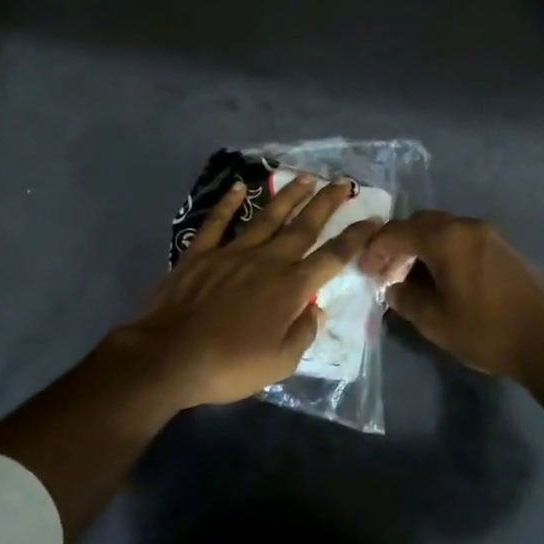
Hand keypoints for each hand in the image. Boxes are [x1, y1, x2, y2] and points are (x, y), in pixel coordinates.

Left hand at [104, 175, 381, 409]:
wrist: (170, 356)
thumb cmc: (229, 365)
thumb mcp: (280, 363)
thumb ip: (303, 333)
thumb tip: (315, 309)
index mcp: (290, 288)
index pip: (332, 257)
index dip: (355, 238)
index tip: (373, 220)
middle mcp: (267, 261)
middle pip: (303, 226)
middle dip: (326, 204)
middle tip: (343, 183)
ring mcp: (232, 253)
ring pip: (266, 217)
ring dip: (288, 196)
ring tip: (305, 178)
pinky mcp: (200, 253)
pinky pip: (217, 222)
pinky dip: (228, 203)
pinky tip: (239, 188)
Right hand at [362, 211, 543, 382]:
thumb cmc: (486, 332)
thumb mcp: (435, 322)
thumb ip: (406, 299)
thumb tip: (393, 287)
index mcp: (446, 239)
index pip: (398, 232)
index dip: (375, 249)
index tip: (364, 270)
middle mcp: (466, 226)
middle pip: (420, 223)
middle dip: (397, 243)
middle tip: (384, 271)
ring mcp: (488, 234)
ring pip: (442, 229)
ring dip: (420, 246)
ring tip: (409, 277)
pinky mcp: (503, 247)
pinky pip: (461, 238)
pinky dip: (442, 250)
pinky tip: (439, 278)